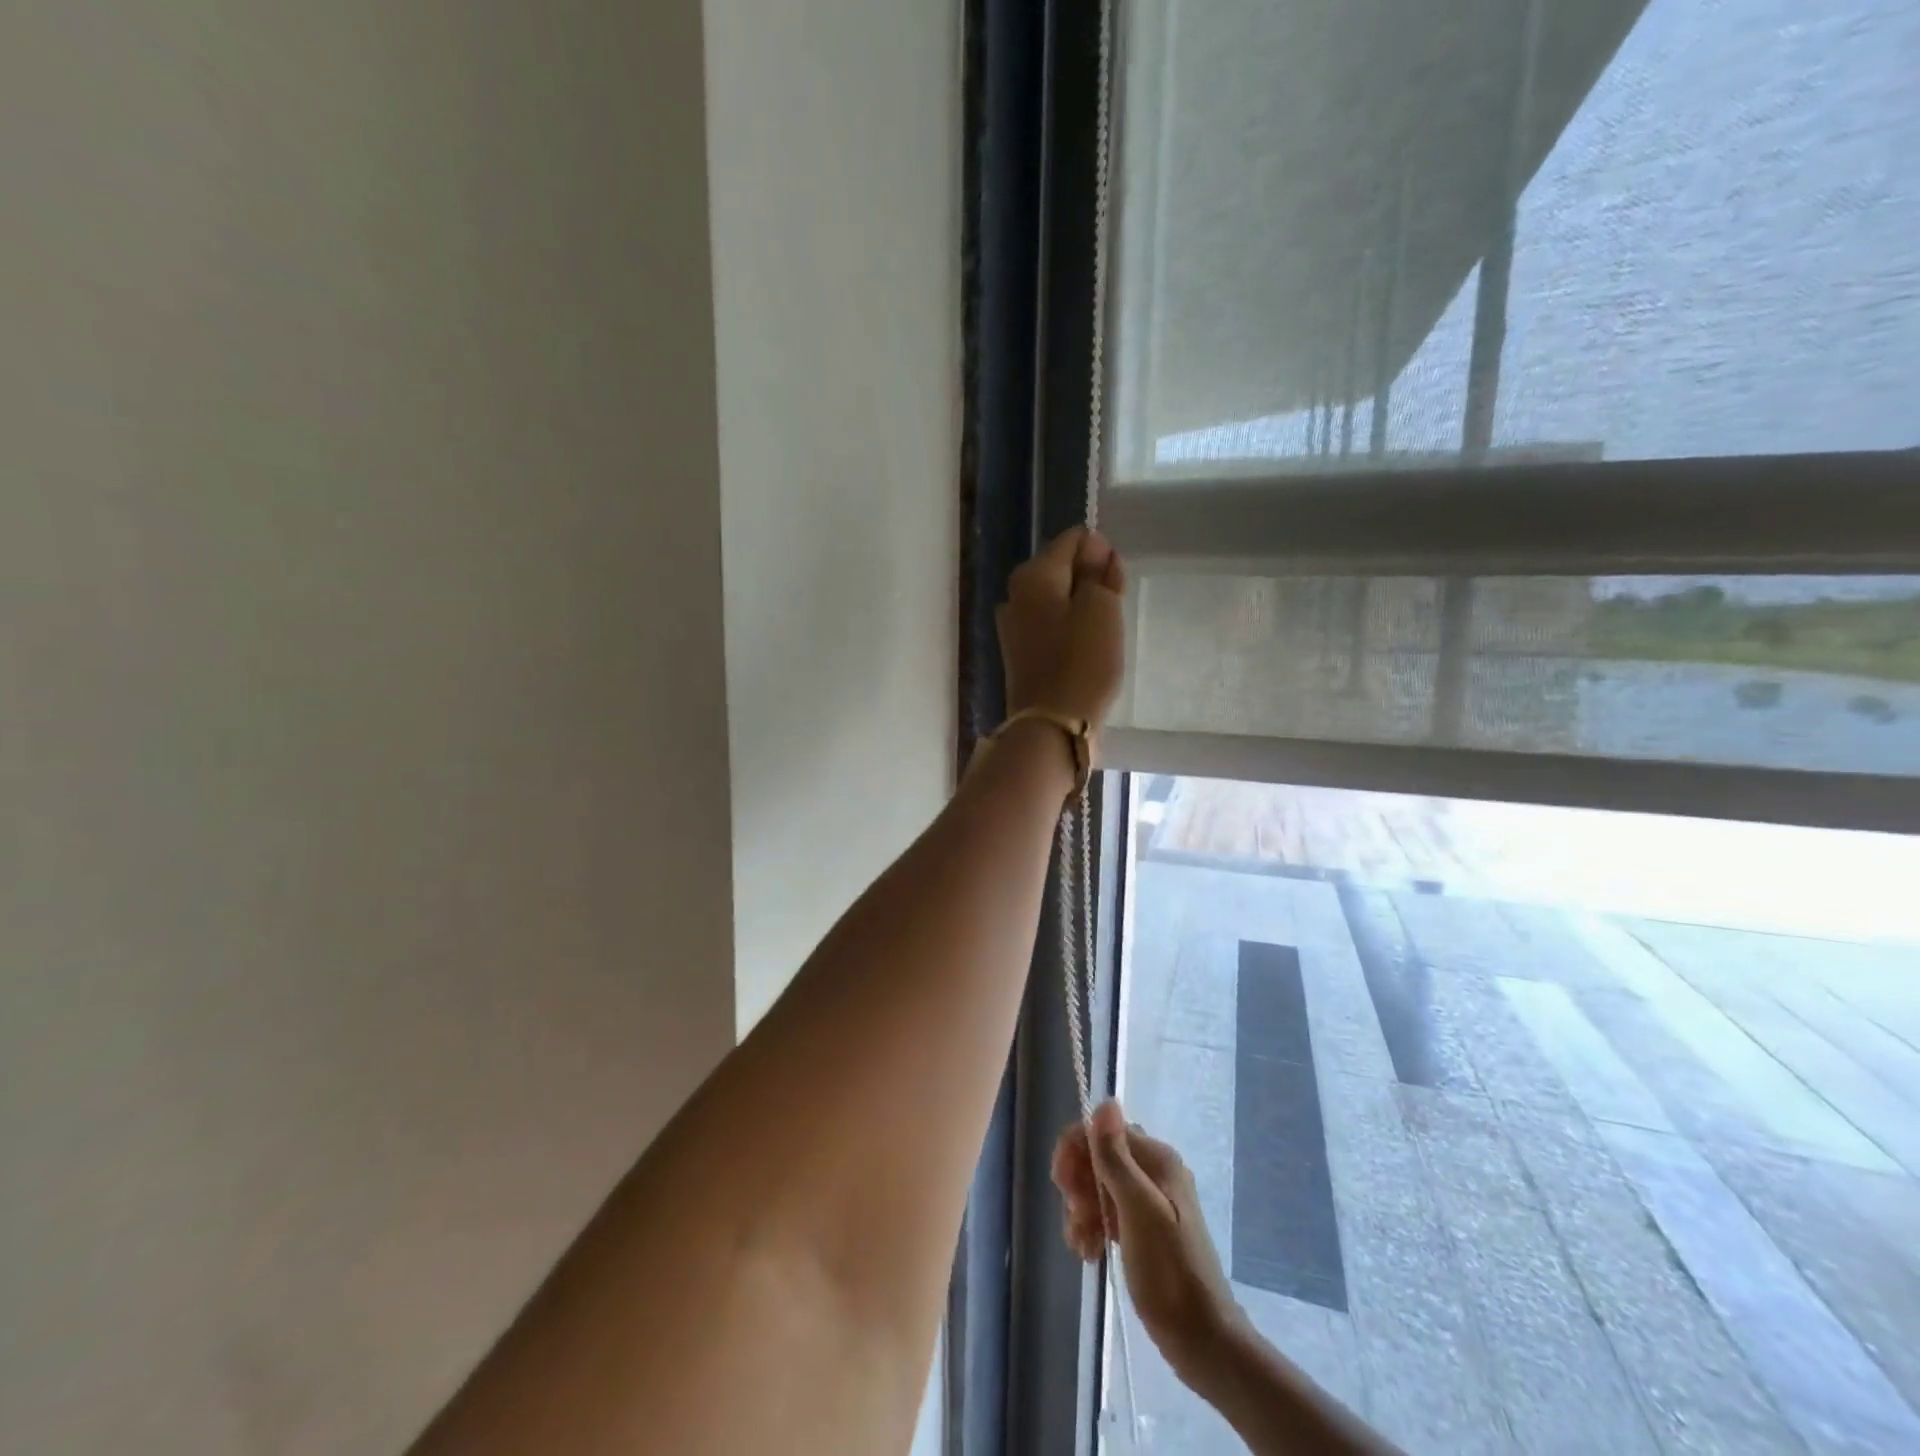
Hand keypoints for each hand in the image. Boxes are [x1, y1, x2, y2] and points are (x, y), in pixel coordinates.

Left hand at [997, 528, 1126, 735]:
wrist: (1052, 725)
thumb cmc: (1082, 662)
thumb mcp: (1102, 607)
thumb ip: (1099, 571)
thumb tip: (1094, 546)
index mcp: (1033, 574)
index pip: (1074, 539)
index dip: (1102, 554)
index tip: (1116, 585)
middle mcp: (1016, 594)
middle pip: (1063, 569)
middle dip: (1092, 581)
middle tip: (1112, 613)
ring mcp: (1014, 626)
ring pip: (1058, 600)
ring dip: (1083, 609)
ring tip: (1102, 635)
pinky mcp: (1020, 653)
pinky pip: (1052, 627)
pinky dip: (1070, 631)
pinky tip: (1085, 651)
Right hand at [1051, 1101, 1241, 1382]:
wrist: (1204, 1341)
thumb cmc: (1170, 1272)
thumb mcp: (1138, 1210)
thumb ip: (1117, 1157)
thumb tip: (1106, 1100)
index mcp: (1156, 1159)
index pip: (1102, 1131)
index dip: (1075, 1150)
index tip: (1062, 1185)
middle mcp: (1153, 1171)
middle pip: (1097, 1157)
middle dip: (1078, 1185)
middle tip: (1075, 1218)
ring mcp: (1149, 1201)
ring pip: (1098, 1187)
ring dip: (1081, 1211)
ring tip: (1081, 1245)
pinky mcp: (1143, 1229)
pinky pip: (1106, 1213)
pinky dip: (1092, 1228)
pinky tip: (1089, 1253)